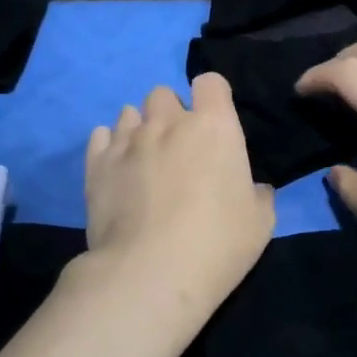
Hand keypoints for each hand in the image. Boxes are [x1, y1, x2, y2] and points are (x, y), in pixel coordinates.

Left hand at [82, 74, 275, 319]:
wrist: (150, 273)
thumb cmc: (217, 245)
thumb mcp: (260, 223)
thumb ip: (259, 194)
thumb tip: (255, 188)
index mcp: (214, 127)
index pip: (211, 82)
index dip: (213, 98)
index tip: (216, 123)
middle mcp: (168, 123)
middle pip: (164, 93)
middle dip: (172, 112)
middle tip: (179, 147)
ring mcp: (128, 141)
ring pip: (130, 112)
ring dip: (140, 127)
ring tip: (146, 159)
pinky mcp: (96, 164)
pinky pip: (100, 136)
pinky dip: (110, 145)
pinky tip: (118, 169)